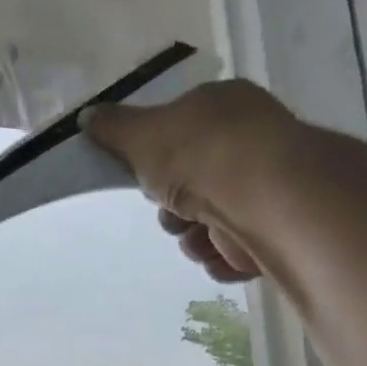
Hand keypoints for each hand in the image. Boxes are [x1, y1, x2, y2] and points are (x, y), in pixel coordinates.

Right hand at [84, 79, 302, 283]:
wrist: (260, 196)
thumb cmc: (199, 154)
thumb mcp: (140, 134)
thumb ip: (113, 128)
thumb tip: (88, 116)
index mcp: (224, 108)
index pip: (183, 133)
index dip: (158, 159)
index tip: (148, 177)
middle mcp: (251, 144)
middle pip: (191, 186)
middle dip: (173, 209)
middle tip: (172, 211)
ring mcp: (267, 188)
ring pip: (208, 225)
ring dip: (194, 239)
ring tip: (200, 235)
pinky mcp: (278, 231)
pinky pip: (233, 253)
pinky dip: (222, 257)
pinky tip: (222, 250)